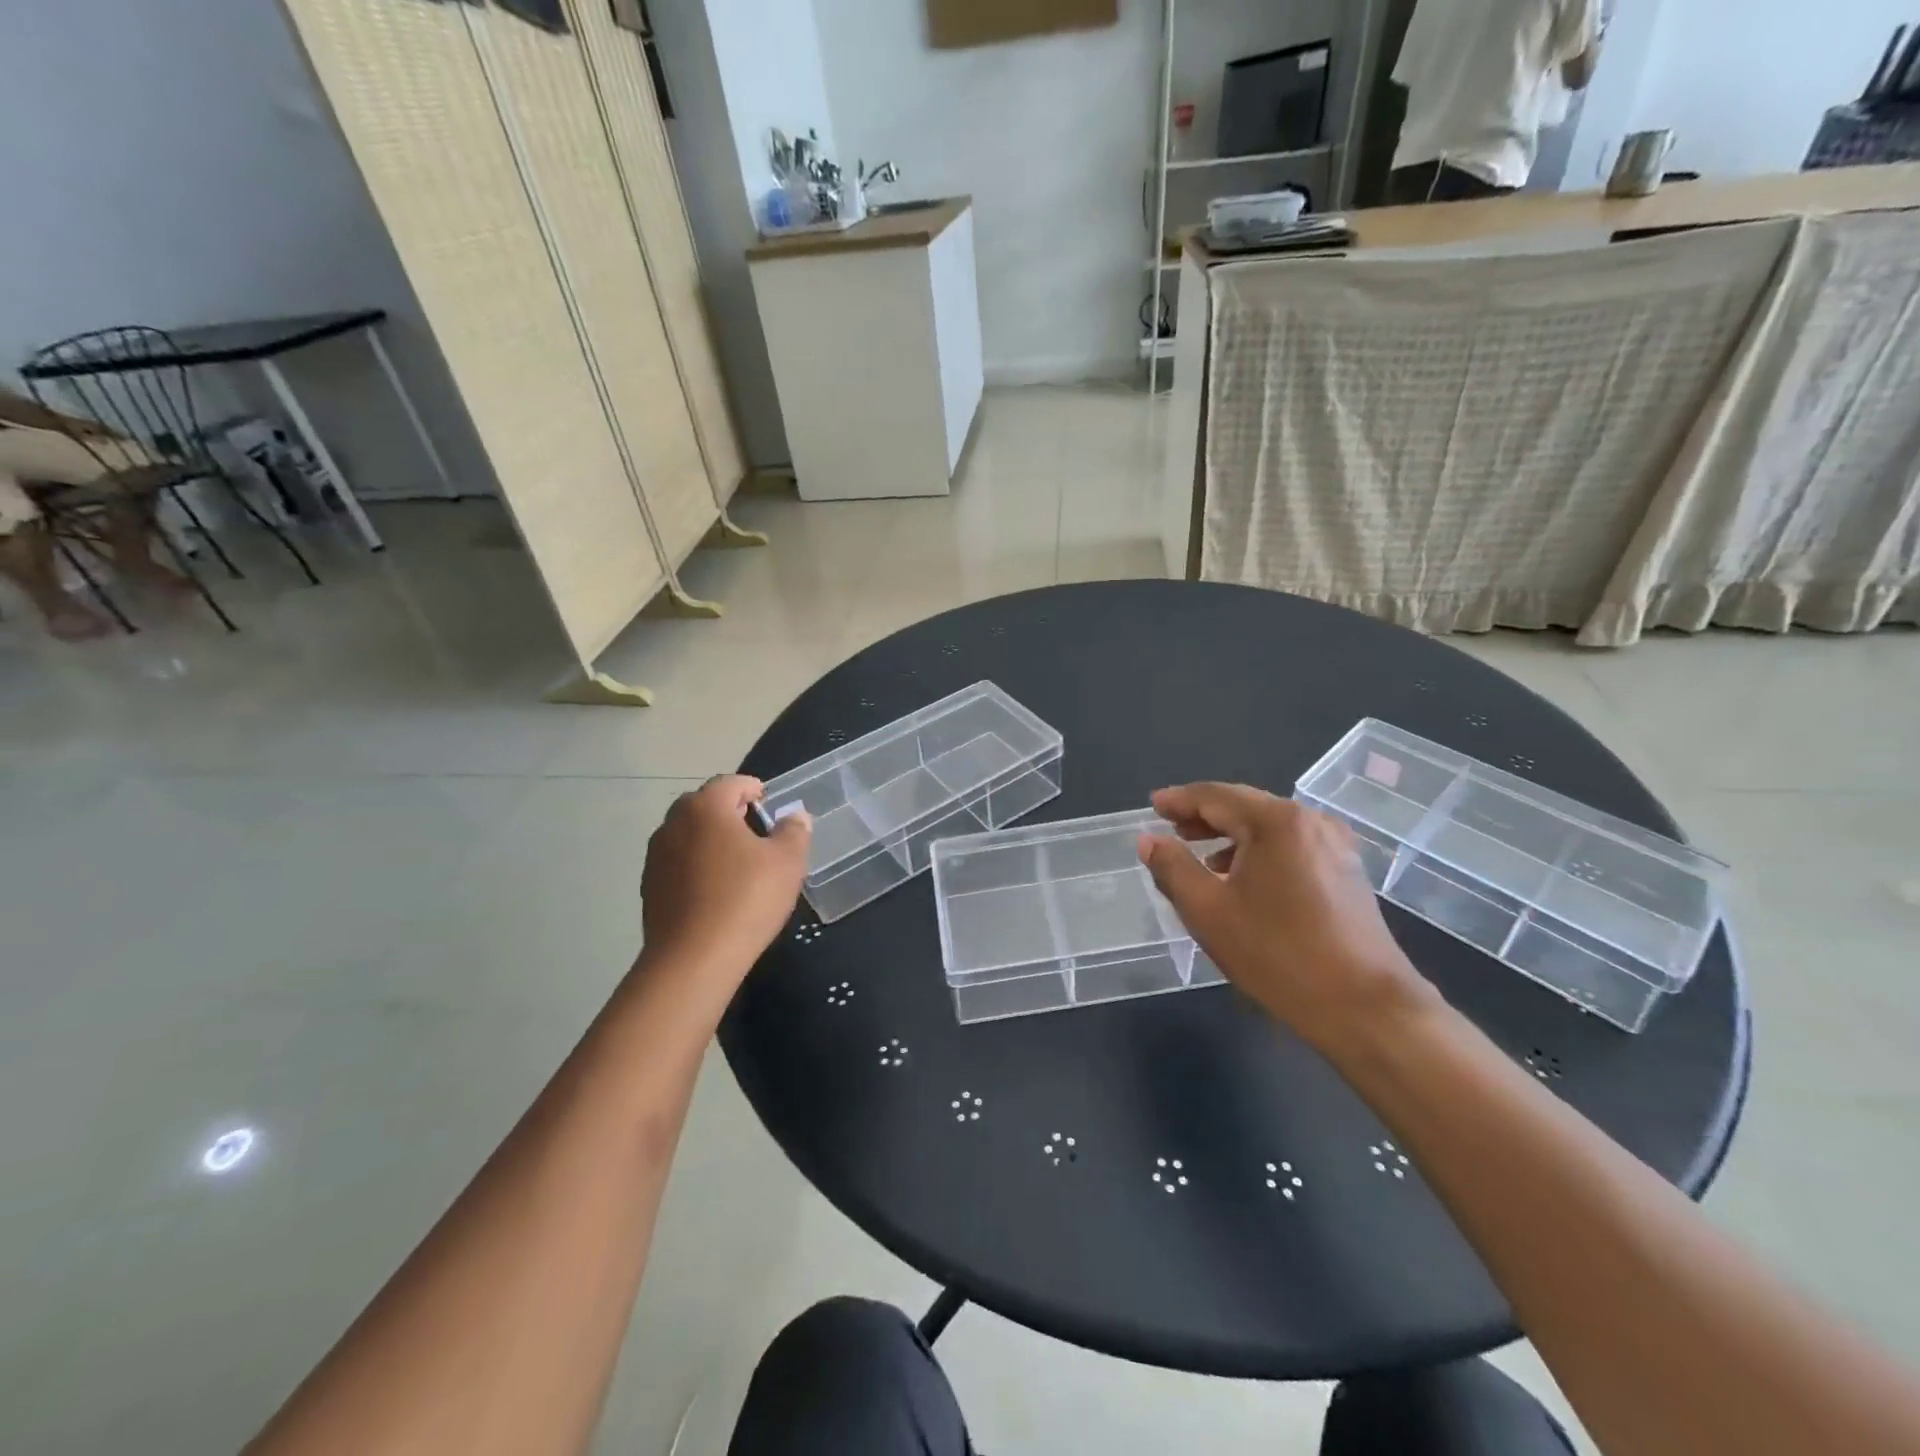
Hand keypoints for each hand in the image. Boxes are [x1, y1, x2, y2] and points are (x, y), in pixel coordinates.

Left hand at [641, 775, 810, 978]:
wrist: (694, 959)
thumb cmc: (746, 898)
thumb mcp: (788, 862)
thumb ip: (794, 832)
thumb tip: (795, 816)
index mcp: (705, 808)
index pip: (729, 783)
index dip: (752, 789)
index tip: (768, 802)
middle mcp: (673, 824)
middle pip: (703, 805)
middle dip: (729, 811)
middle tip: (755, 830)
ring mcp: (656, 856)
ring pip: (688, 835)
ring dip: (710, 839)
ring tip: (737, 862)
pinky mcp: (649, 887)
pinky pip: (678, 863)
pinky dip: (696, 865)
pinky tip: (716, 889)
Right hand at [1137, 783, 1437, 1052]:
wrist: (1365, 1007)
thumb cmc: (1278, 954)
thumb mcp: (1208, 911)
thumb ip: (1172, 868)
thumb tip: (1149, 839)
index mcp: (1276, 821)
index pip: (1216, 796)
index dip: (1179, 800)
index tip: (1152, 805)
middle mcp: (1310, 821)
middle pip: (1245, 806)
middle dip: (1204, 816)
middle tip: (1170, 827)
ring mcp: (1335, 845)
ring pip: (1268, 827)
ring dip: (1230, 836)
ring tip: (1199, 855)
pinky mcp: (1346, 872)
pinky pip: (1290, 846)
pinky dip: (1258, 851)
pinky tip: (1241, 878)